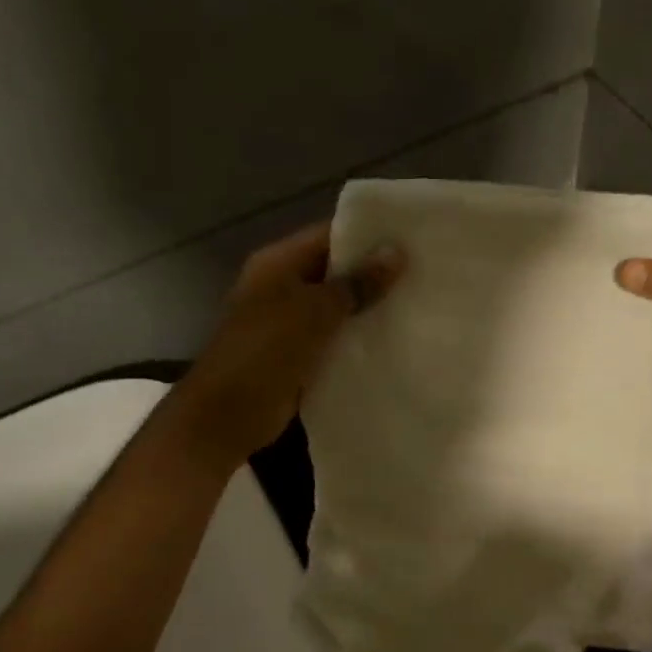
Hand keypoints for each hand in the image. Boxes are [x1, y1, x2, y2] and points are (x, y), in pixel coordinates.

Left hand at [171, 222, 403, 464]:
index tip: (413, 237)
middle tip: (426, 270)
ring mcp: (289, 321)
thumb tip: (397, 252)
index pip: (329, 235)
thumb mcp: (314, 312)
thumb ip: (356, 283)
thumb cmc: (264, 352)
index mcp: (278, 263)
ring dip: (370, 306)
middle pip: (335, 270)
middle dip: (375, 272)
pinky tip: (396, 336)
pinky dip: (358, 335)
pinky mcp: (298, 352)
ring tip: (419, 300)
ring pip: (338, 305)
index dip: (369, 235)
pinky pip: (334, 336)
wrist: (226, 416)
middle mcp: (282, 285)